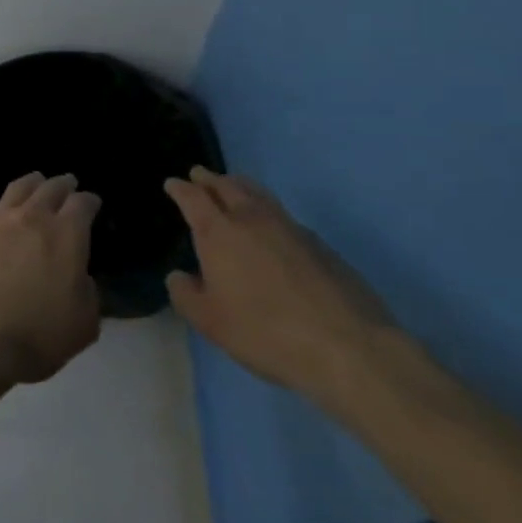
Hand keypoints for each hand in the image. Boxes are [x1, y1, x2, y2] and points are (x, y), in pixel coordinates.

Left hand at [0, 172, 102, 388]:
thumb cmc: (34, 334)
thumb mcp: (82, 325)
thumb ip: (88, 295)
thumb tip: (81, 279)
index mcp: (66, 235)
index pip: (82, 205)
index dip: (90, 201)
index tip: (92, 203)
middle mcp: (31, 218)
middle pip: (49, 189)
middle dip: (62, 184)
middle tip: (67, 183)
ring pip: (16, 189)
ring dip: (31, 183)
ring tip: (35, 182)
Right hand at [163, 167, 399, 412]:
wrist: (348, 348)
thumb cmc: (265, 332)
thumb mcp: (209, 321)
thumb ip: (185, 294)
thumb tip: (180, 276)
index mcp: (219, 232)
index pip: (193, 198)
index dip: (180, 188)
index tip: (173, 183)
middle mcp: (253, 220)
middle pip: (229, 186)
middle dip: (211, 179)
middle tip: (200, 175)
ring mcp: (291, 229)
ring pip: (260, 196)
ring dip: (241, 187)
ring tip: (233, 188)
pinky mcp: (322, 246)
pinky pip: (284, 217)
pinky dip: (268, 212)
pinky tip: (270, 229)